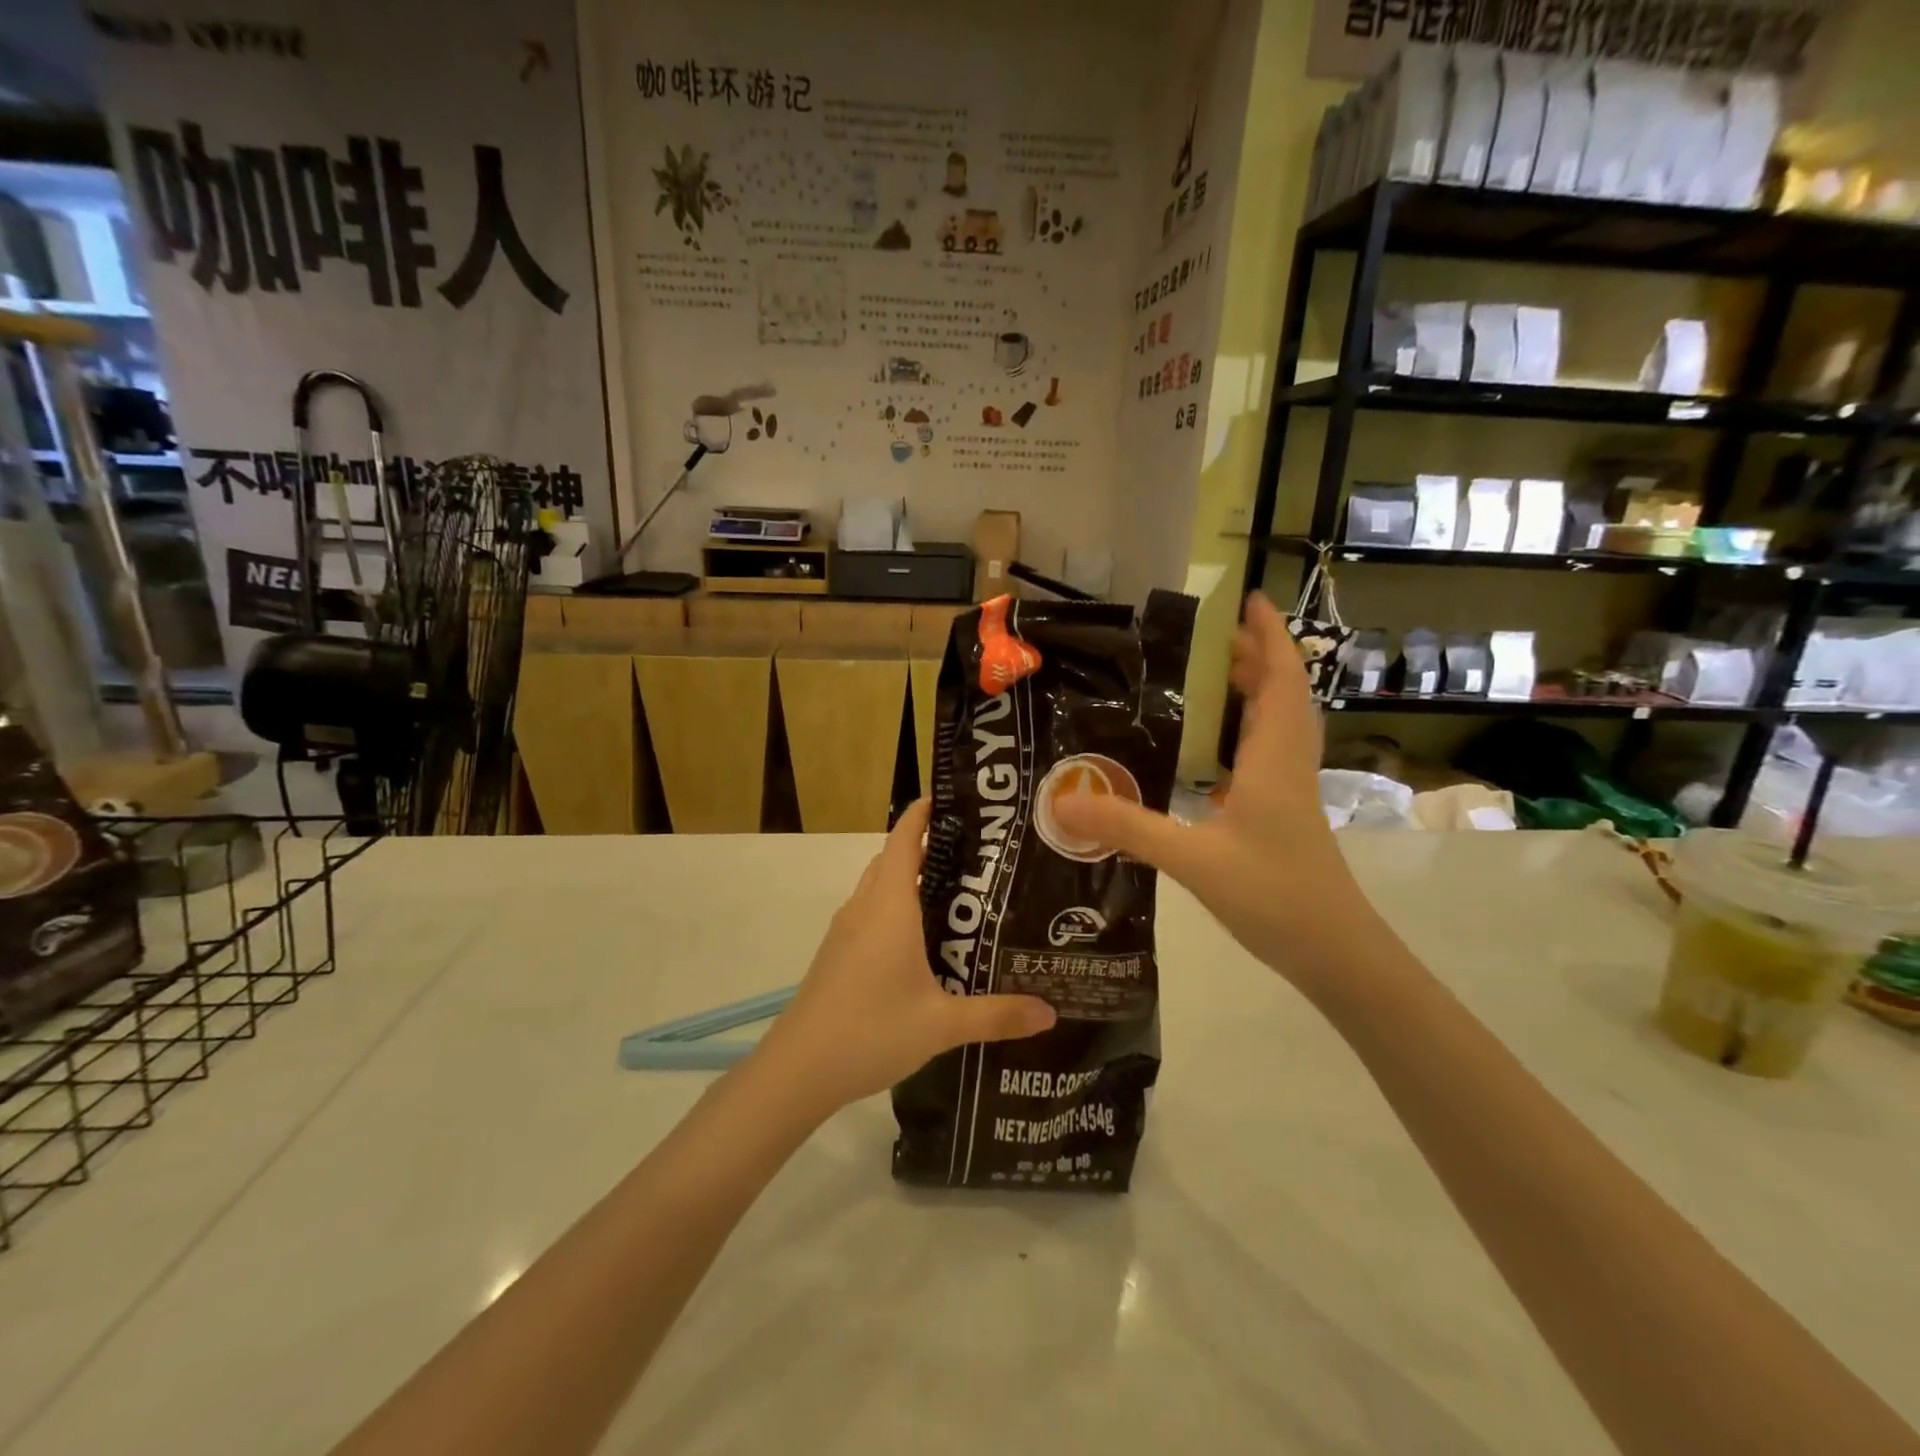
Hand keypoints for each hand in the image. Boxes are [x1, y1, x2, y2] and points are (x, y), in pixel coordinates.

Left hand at [756, 800, 1056, 1113]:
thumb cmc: (871, 1031)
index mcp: (890, 906)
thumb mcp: (942, 1025)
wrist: (798, 1069)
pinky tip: (921, 941)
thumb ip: (997, 1015)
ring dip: (909, 878)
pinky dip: (895, 906)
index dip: (923, 812)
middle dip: (927, 846)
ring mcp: (845, 930)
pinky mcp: (837, 953)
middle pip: (893, 858)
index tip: (954, 799)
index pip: (904, 839)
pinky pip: (870, 912)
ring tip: (956, 893)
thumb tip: (1051, 1012)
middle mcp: (865, 907)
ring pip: (879, 886)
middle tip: (976, 853)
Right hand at [1053, 593, 1365, 988]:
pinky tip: (1211, 751)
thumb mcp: (1193, 860)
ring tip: (1210, 677)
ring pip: (1277, 724)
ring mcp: (1290, 791)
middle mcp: (1288, 764)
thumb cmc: (1275, 896)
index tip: (1246, 600)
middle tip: (1208, 636)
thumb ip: (1128, 828)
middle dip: (1252, 656)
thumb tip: (1062, 802)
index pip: (1279, 680)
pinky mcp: (1284, 814)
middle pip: (1280, 693)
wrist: (1336, 953)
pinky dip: (1244, 734)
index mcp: (1275, 759)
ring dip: (1252, 692)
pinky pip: (1267, 755)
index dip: (1267, 636)